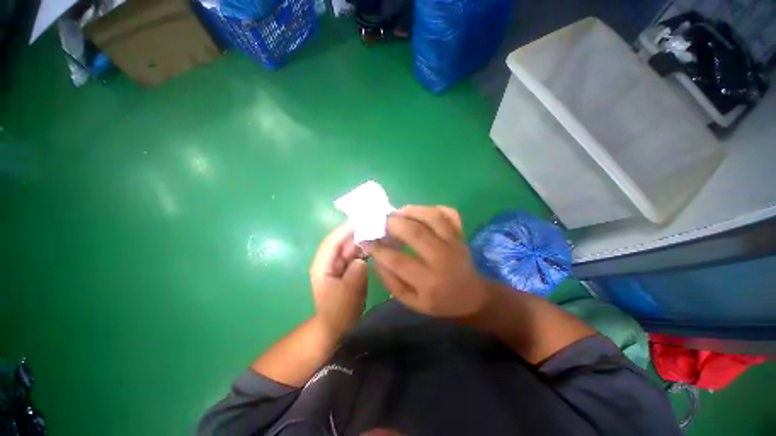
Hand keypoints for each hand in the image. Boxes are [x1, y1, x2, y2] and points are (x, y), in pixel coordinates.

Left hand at [310, 223, 368, 337]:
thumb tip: (362, 260)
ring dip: (364, 238)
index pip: (332, 242)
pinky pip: (357, 253)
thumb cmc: (338, 314)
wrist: (338, 327)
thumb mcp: (346, 297)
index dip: (344, 230)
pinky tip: (378, 245)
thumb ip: (353, 277)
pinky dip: (367, 248)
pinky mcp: (348, 267)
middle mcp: (330, 261)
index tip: (361, 221)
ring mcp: (340, 263)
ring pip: (351, 246)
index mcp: (322, 266)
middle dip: (357, 232)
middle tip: (376, 223)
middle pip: (343, 241)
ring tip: (380, 231)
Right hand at [369, 205, 492, 320]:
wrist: (472, 297)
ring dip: (410, 211)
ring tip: (396, 213)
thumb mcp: (411, 302)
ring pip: (432, 217)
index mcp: (429, 282)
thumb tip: (376, 257)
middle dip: (392, 224)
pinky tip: (419, 212)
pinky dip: (432, 208)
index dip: (378, 248)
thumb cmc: (439, 302)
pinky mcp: (461, 234)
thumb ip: (391, 281)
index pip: (398, 261)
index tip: (366, 239)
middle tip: (379, 221)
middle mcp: (443, 258)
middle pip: (415, 232)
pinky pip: (448, 212)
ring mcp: (455, 242)